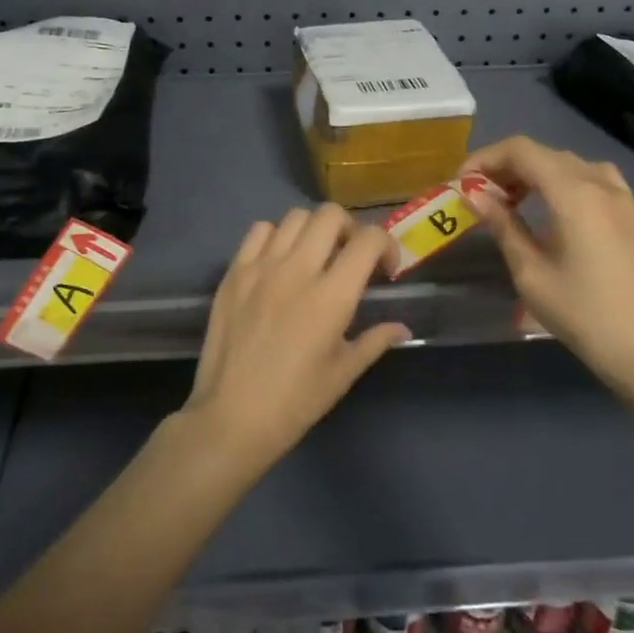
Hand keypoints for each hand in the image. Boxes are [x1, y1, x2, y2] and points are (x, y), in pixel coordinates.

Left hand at [183, 204, 410, 472]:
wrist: (231, 417)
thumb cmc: (295, 402)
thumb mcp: (342, 373)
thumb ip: (375, 341)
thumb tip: (402, 327)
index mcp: (331, 297)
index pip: (368, 240)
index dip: (386, 245)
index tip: (385, 269)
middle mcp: (297, 270)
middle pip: (331, 214)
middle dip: (350, 229)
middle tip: (350, 257)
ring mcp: (261, 267)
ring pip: (295, 216)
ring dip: (314, 230)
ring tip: (314, 257)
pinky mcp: (234, 272)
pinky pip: (259, 231)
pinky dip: (277, 236)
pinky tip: (279, 262)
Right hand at [461, 136, 633, 406]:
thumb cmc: (583, 314)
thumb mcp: (531, 272)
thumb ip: (502, 225)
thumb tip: (474, 194)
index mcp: (574, 193)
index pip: (521, 151)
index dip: (485, 159)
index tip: (461, 183)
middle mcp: (602, 184)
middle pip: (545, 154)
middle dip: (506, 166)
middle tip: (480, 195)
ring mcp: (623, 198)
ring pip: (570, 164)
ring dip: (535, 172)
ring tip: (512, 201)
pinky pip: (593, 180)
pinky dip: (563, 183)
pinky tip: (552, 212)